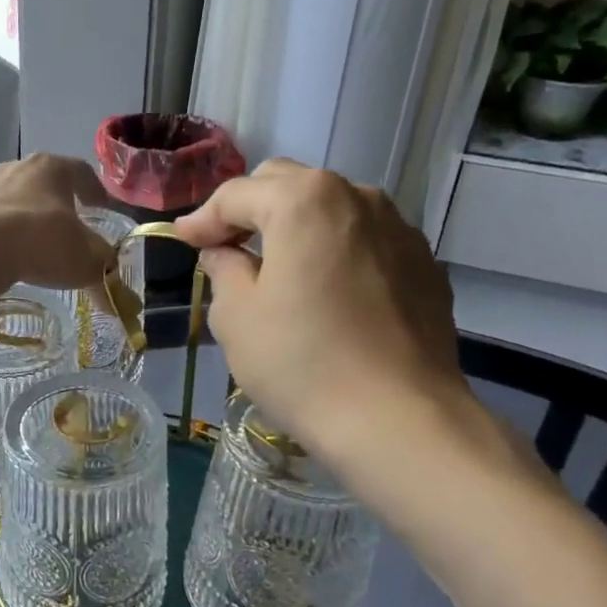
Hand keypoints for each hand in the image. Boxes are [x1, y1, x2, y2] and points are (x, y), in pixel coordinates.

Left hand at [0, 153, 115, 291]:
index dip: (95, 190)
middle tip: (63, 224)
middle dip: (53, 201)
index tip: (102, 207)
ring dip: (16, 213)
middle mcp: (14, 169)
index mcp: (51, 169)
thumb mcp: (86, 260)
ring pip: (5, 197)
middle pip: (40, 181)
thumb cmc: (41, 243)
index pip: (81, 172)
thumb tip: (115, 290)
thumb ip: (103, 269)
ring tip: (24, 240)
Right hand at [175, 159, 472, 454]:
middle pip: (288, 185)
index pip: (236, 194)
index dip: (202, 219)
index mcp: (303, 201)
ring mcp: (399, 228)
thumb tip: (224, 253)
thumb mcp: (236, 317)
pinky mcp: (423, 264)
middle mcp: (356, 197)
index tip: (183, 242)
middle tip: (225, 248)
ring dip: (295, 226)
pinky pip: (365, 240)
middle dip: (250, 210)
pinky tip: (325, 290)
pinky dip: (335, 250)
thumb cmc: (301, 364)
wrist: (399, 421)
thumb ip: (223, 269)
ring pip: (331, 208)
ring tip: (277, 267)